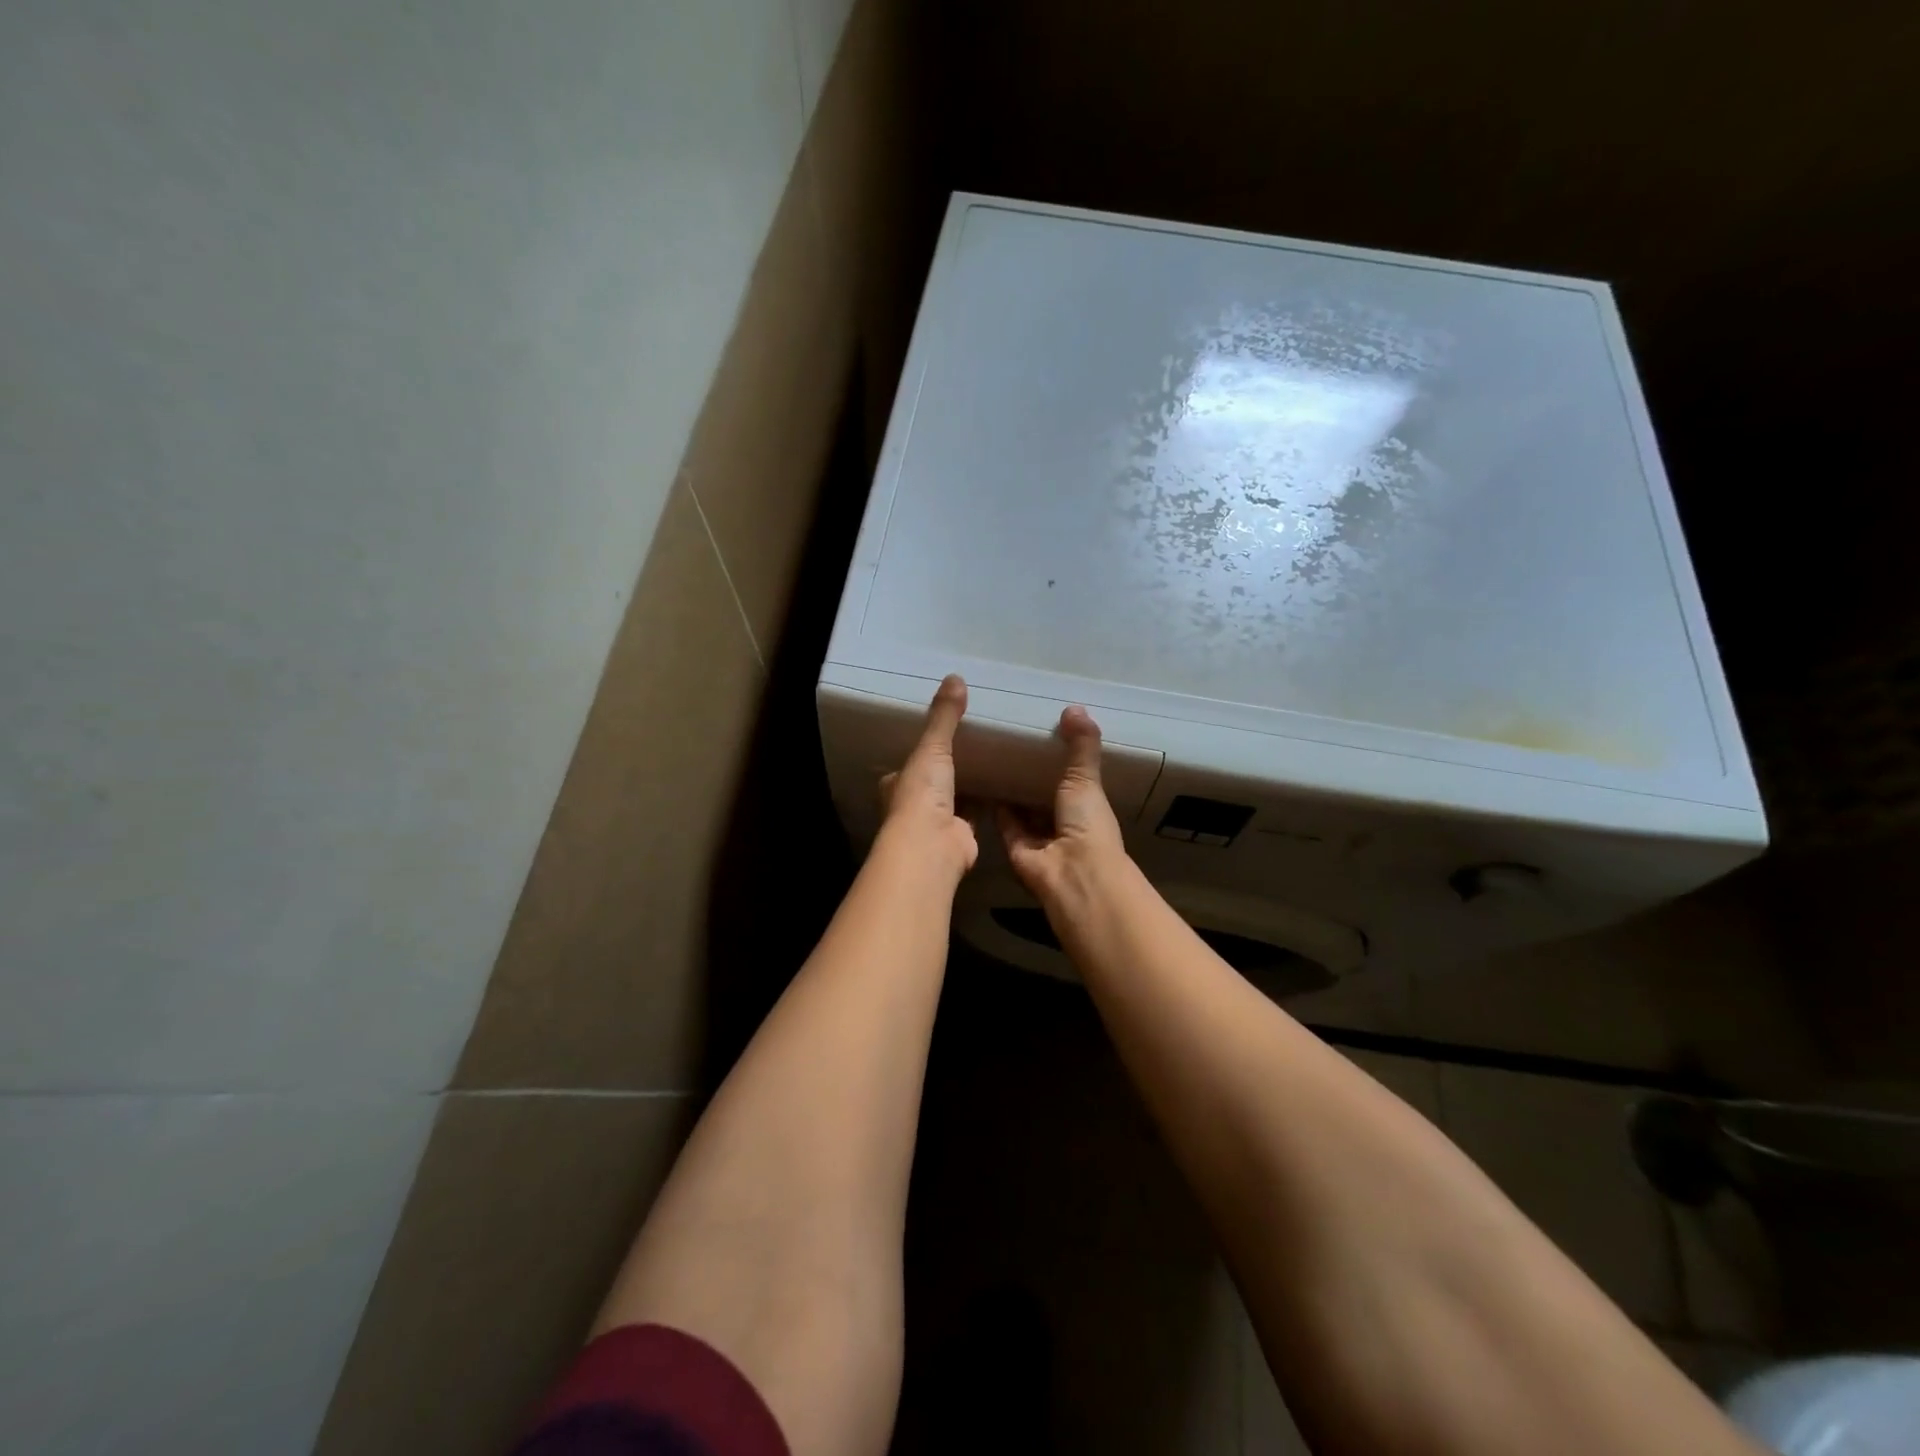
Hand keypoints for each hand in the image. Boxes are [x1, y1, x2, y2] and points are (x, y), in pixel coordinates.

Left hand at [877, 675, 978, 878]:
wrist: (932, 845)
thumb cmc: (922, 794)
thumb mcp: (932, 747)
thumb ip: (944, 717)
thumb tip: (955, 677)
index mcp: (896, 785)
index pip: (906, 767)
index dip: (919, 755)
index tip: (938, 740)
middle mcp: (912, 806)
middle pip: (930, 785)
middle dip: (945, 773)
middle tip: (971, 750)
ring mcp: (935, 825)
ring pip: (952, 801)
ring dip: (967, 789)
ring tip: (991, 765)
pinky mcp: (960, 836)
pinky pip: (975, 815)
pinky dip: (986, 805)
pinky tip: (1003, 790)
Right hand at [997, 706, 1126, 906]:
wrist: (1071, 873)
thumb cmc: (1086, 823)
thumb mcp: (1086, 778)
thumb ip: (1081, 745)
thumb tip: (1074, 707)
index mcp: (1087, 807)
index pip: (1074, 780)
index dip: (1061, 761)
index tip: (1043, 734)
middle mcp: (1064, 823)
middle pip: (1045, 796)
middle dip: (1032, 776)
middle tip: (1010, 742)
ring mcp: (1040, 838)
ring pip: (1023, 810)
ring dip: (1011, 791)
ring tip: (991, 757)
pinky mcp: (1015, 848)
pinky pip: (1004, 823)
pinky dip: (994, 807)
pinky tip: (981, 782)